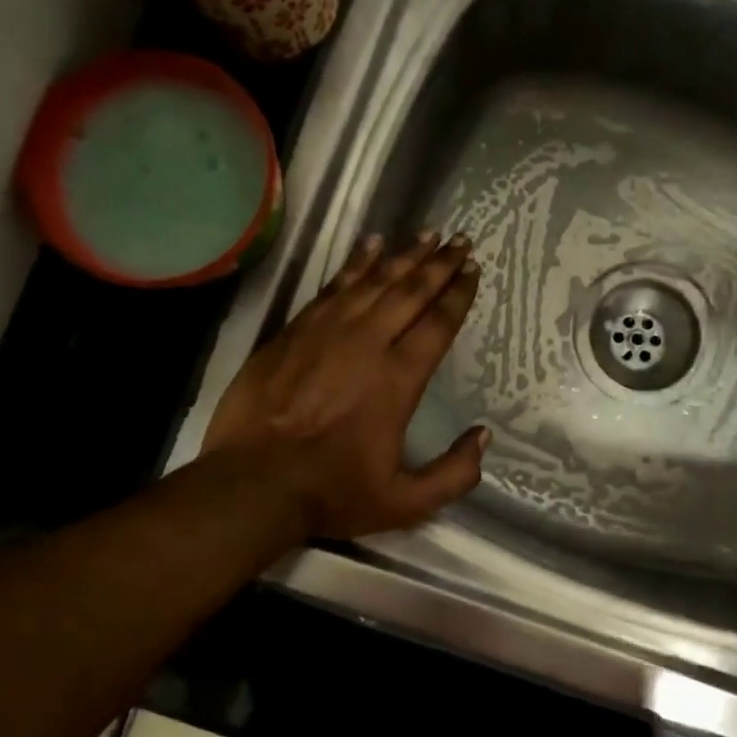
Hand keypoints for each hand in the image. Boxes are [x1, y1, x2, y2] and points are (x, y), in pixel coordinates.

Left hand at [201, 232, 488, 541]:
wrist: (253, 483)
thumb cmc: (332, 492)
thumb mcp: (405, 502)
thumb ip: (453, 473)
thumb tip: (483, 436)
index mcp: (399, 380)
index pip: (437, 324)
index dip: (458, 294)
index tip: (473, 269)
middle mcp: (368, 344)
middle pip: (411, 292)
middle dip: (439, 264)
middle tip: (460, 240)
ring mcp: (327, 331)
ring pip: (374, 281)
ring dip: (404, 256)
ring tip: (427, 234)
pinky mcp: (295, 330)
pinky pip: (333, 286)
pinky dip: (355, 263)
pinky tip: (370, 246)